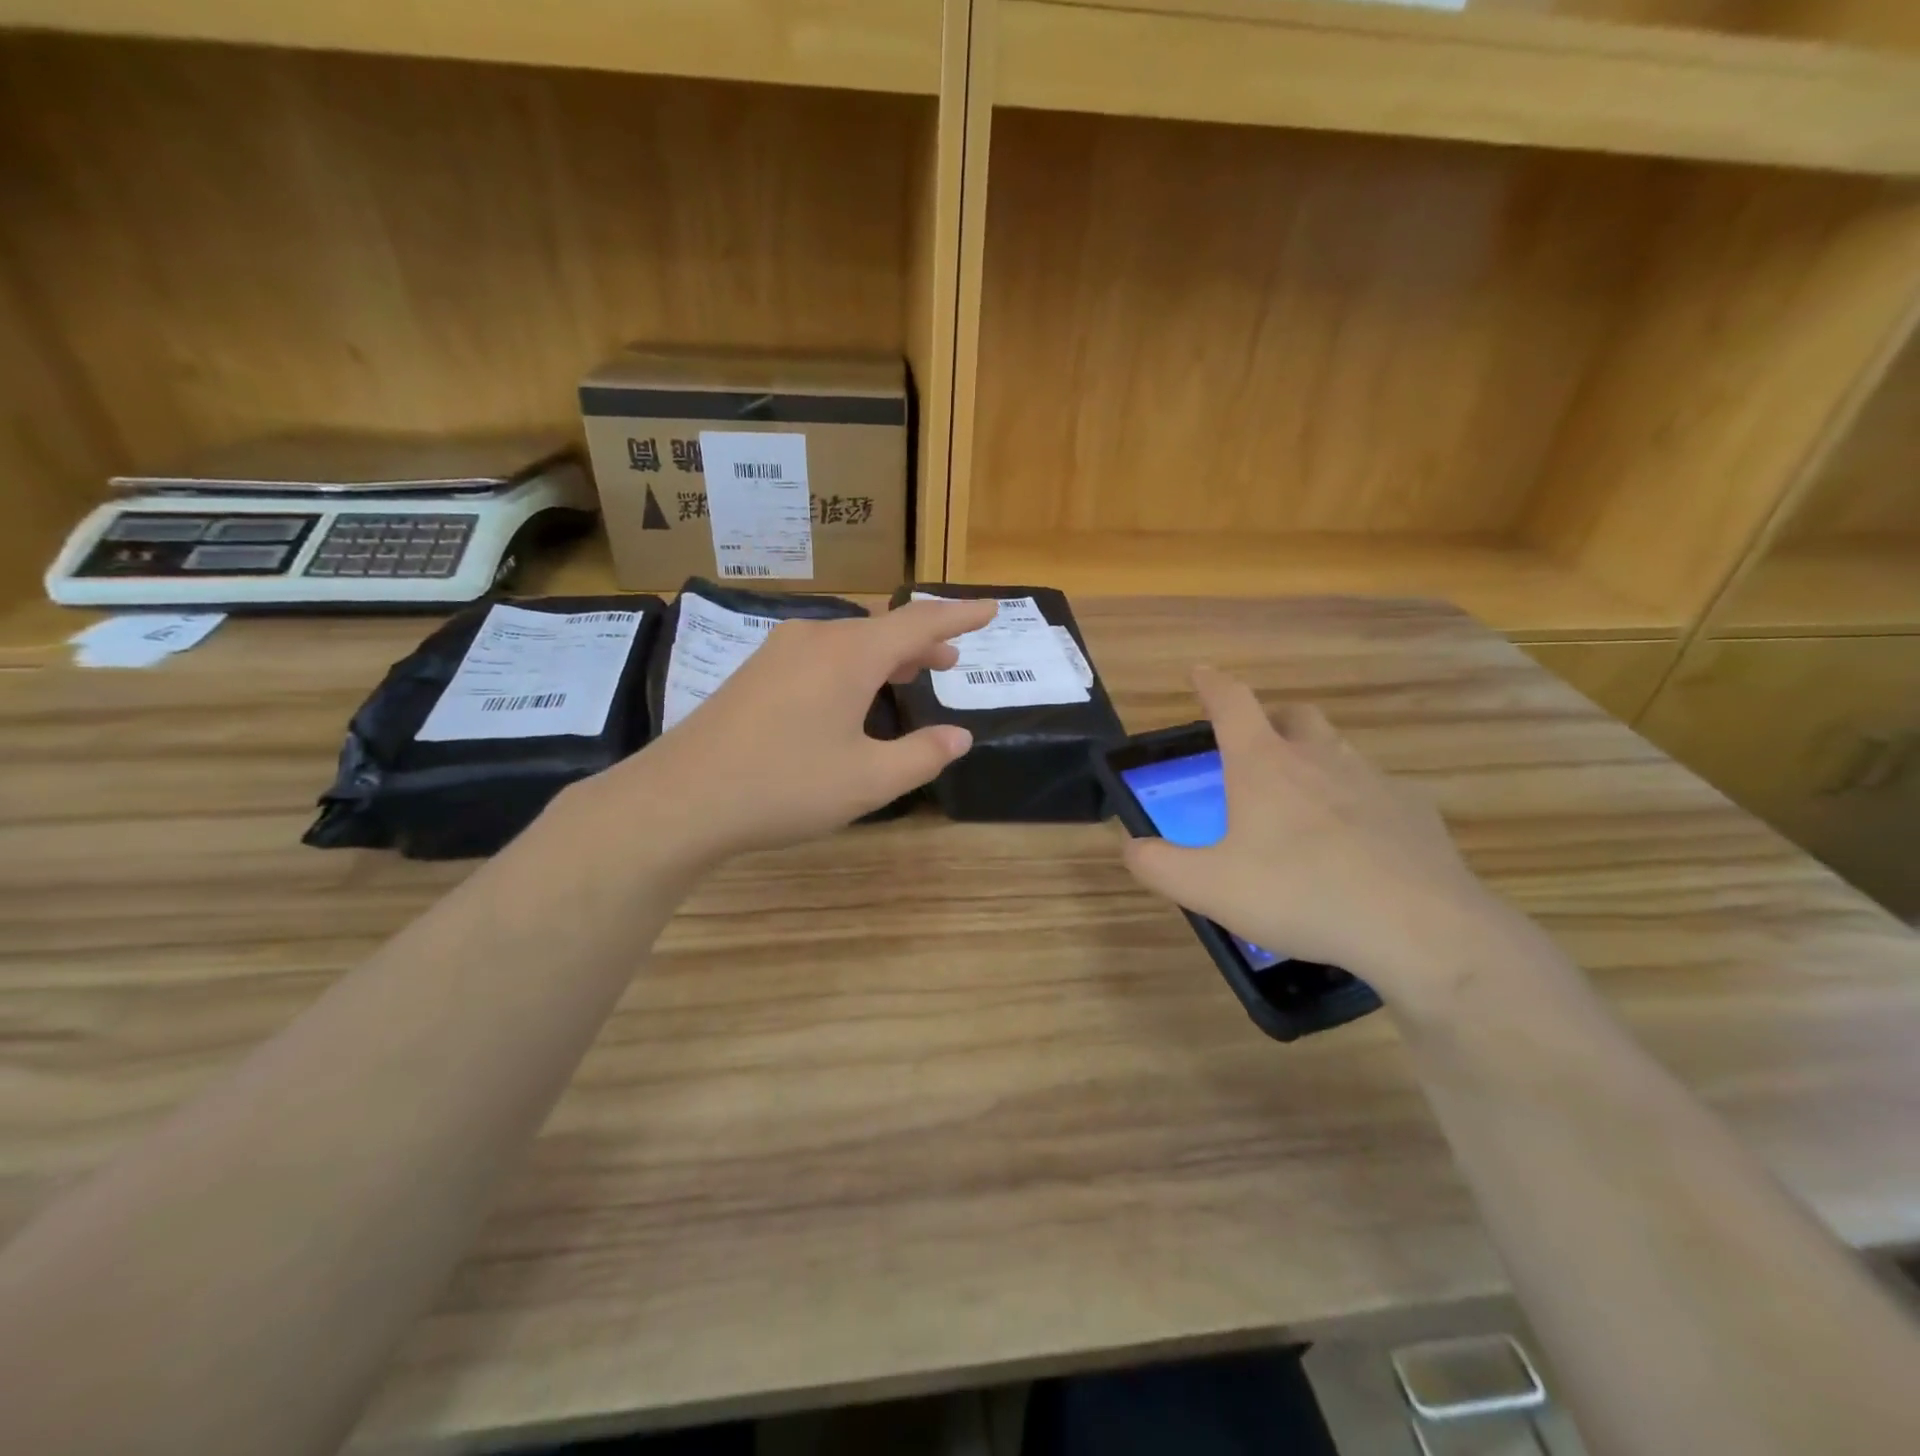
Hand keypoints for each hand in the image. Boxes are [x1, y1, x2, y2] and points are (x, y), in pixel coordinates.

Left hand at [597, 596, 996, 863]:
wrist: (681, 798)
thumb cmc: (784, 786)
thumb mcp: (868, 780)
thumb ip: (922, 756)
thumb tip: (959, 737)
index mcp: (849, 654)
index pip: (919, 622)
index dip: (959, 617)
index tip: (990, 609)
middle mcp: (814, 638)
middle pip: (882, 629)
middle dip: (922, 642)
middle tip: (951, 661)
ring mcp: (778, 652)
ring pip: (848, 641)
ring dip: (885, 654)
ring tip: (910, 674)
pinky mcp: (754, 673)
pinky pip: (819, 654)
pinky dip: (852, 665)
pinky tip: (850, 694)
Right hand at [1121, 667, 1531, 1005]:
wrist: (1418, 928)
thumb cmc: (1299, 894)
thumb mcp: (1209, 887)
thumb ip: (1158, 865)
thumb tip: (1130, 846)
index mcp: (1264, 765)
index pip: (1231, 702)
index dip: (1211, 683)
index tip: (1200, 672)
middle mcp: (1319, 758)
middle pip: (1294, 715)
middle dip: (1270, 719)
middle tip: (1255, 747)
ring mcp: (1373, 781)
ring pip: (1338, 751)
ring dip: (1314, 759)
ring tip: (1302, 803)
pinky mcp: (1414, 811)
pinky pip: (1377, 792)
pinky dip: (1357, 802)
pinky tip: (1356, 844)